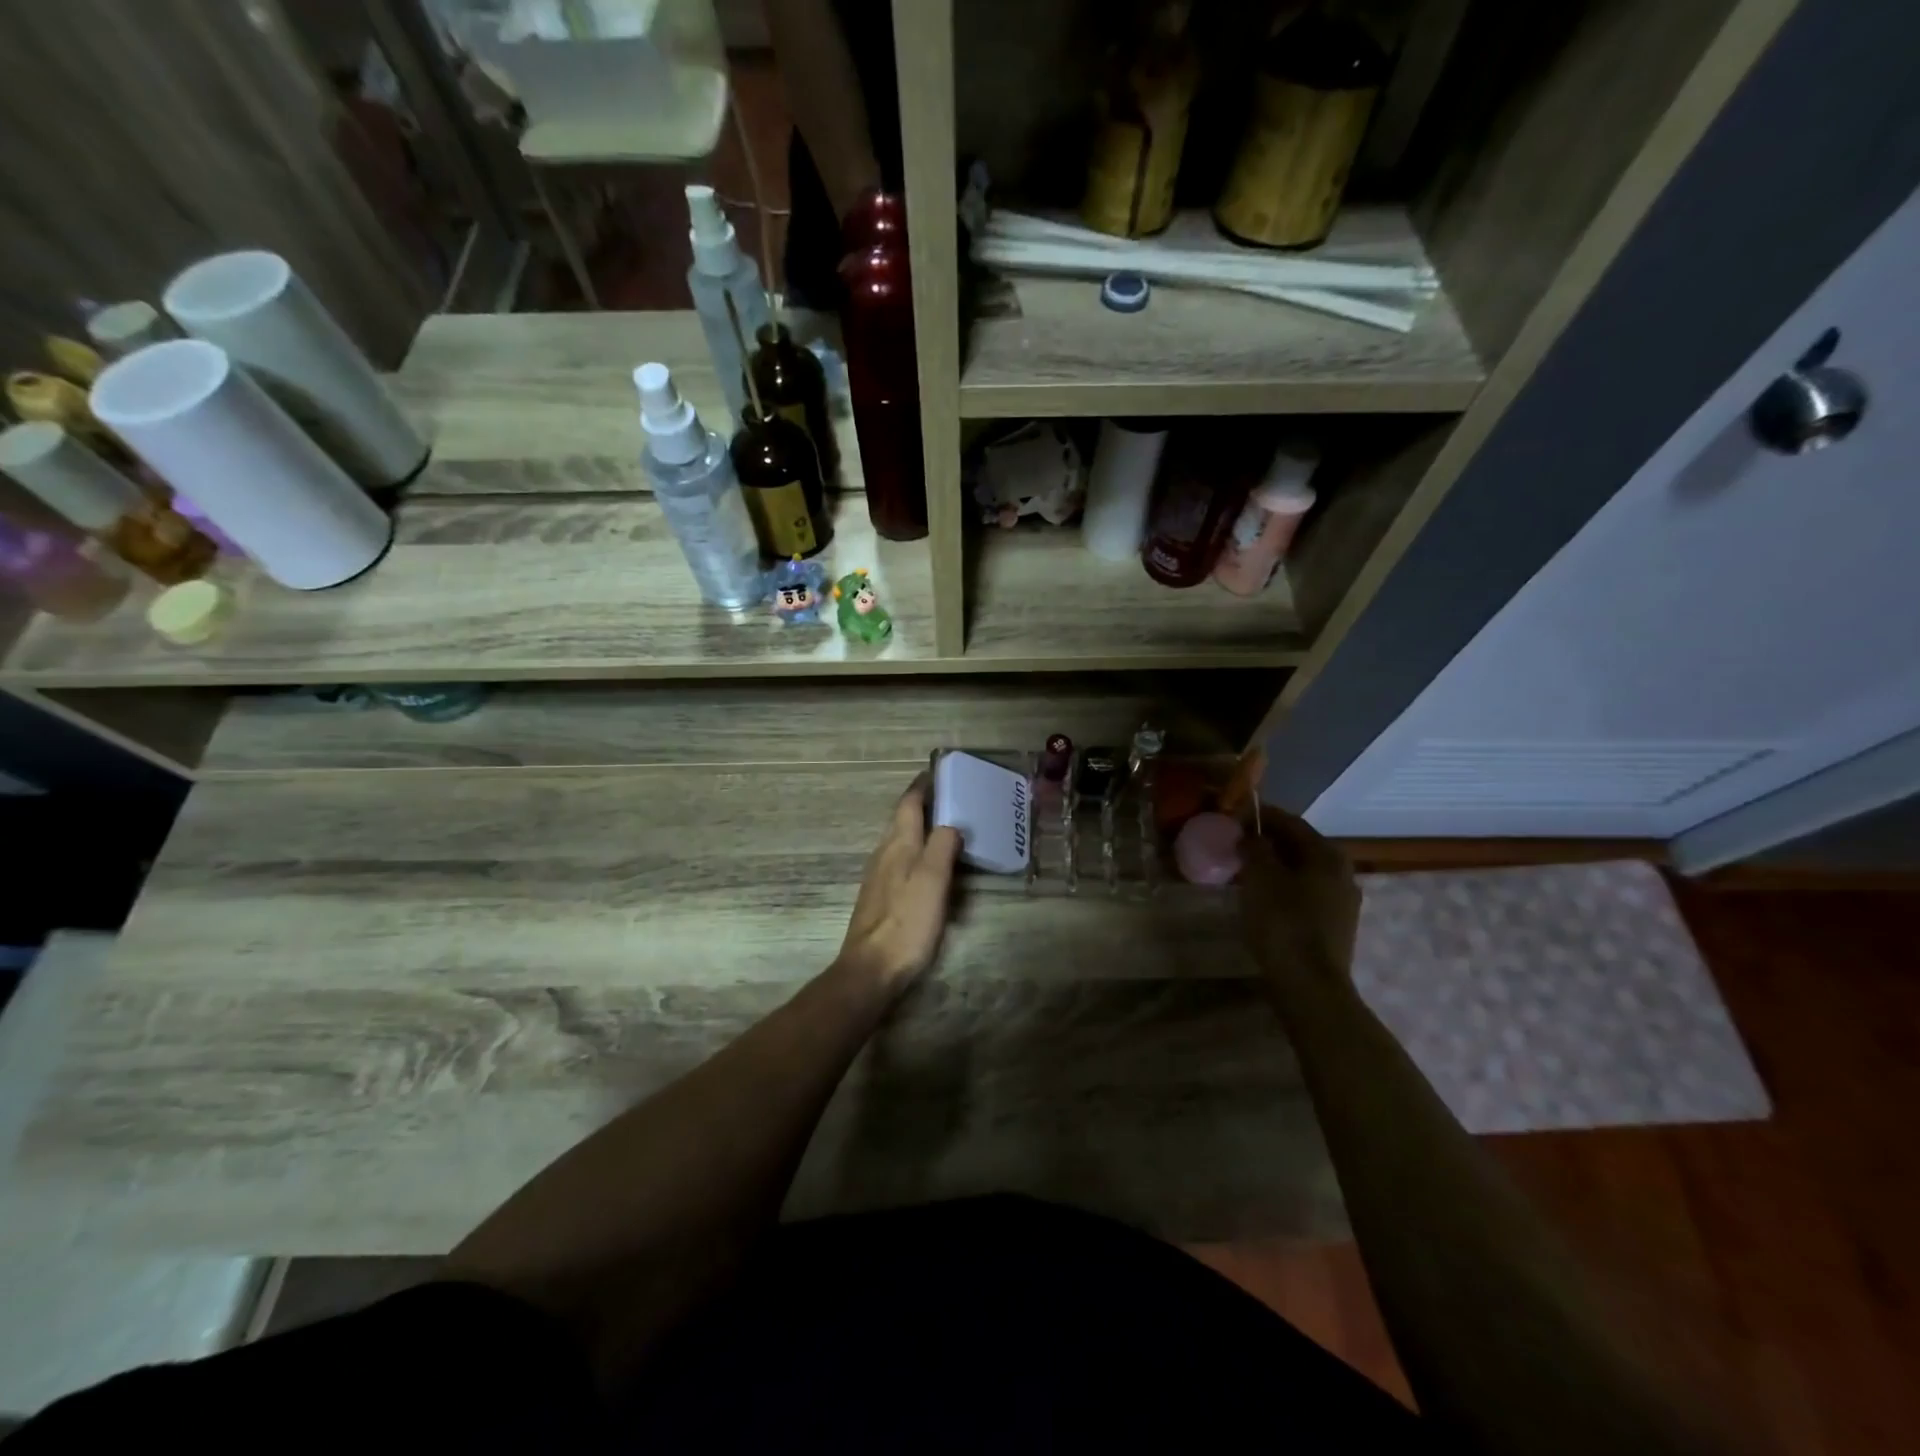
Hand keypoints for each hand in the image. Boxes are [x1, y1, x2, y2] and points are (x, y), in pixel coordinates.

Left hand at [835, 775, 961, 993]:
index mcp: (898, 844)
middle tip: (951, 798)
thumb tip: (950, 823)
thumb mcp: (933, 879)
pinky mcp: (880, 897)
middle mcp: (884, 854)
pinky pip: (901, 862)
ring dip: (920, 828)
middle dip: (922, 805)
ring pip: (900, 841)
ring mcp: (879, 877)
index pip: (908, 804)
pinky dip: (917, 853)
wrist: (872, 968)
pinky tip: (930, 866)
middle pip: (902, 820)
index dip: (922, 786)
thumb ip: (942, 845)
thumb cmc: (907, 921)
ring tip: (946, 827)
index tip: (938, 772)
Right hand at [1239, 807, 1360, 983]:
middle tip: (1234, 844)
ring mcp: (1342, 901)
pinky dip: (1281, 888)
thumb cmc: (1283, 923)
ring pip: (1301, 871)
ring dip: (1273, 866)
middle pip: (1298, 846)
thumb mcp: (1260, 877)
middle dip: (1266, 841)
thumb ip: (1255, 848)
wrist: (1309, 986)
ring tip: (1242, 870)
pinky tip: (1260, 897)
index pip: (1289, 821)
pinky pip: (1303, 894)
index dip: (1259, 816)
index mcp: (1327, 854)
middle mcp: (1342, 872)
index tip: (1231, 816)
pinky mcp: (1334, 926)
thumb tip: (1251, 836)